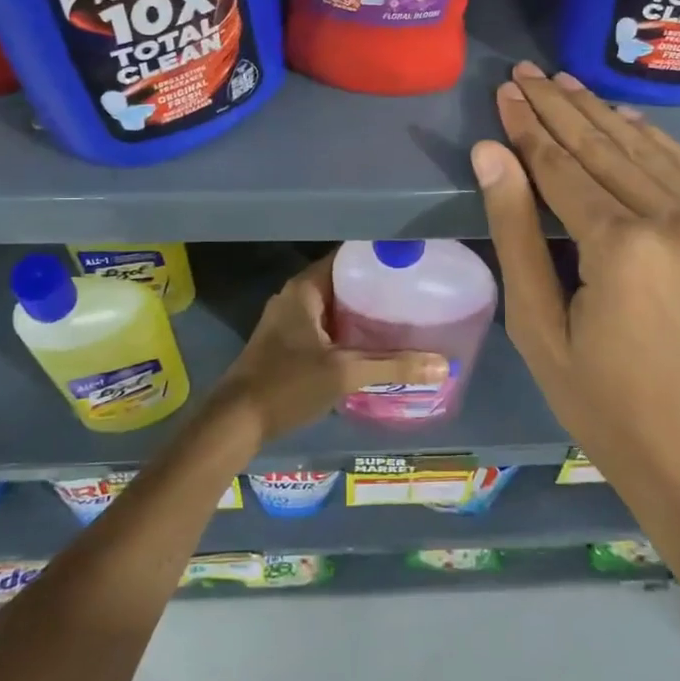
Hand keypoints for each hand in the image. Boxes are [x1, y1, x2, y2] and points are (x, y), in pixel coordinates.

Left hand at [211, 255, 446, 446]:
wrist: (235, 422)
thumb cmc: (287, 385)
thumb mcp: (344, 373)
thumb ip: (393, 366)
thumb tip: (443, 364)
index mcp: (304, 289)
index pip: (347, 258)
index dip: (377, 258)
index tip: (410, 264)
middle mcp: (294, 297)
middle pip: (342, 282)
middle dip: (375, 288)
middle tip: (414, 294)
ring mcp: (288, 321)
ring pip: (333, 307)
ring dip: (362, 313)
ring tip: (402, 317)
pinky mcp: (286, 344)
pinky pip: (325, 327)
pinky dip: (348, 332)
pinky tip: (373, 346)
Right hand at [471, 63, 679, 526]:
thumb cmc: (605, 405)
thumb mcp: (539, 327)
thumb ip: (515, 233)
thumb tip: (490, 154)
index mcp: (621, 248)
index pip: (562, 167)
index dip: (528, 128)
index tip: (506, 91)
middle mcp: (676, 221)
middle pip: (605, 148)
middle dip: (560, 108)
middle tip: (527, 72)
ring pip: (650, 151)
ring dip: (604, 114)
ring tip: (566, 84)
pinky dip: (655, 141)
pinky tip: (627, 120)